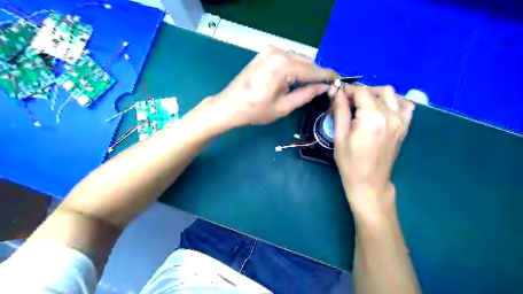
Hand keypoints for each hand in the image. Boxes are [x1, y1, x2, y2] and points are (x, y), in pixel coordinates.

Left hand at [201, 46, 332, 127]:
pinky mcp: (265, 53)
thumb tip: (324, 87)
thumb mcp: (284, 106)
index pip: (313, 70)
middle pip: (306, 61)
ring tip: (312, 85)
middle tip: (325, 87)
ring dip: (306, 70)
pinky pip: (287, 57)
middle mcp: (278, 52)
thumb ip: (306, 94)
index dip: (327, 76)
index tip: (339, 81)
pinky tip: (296, 78)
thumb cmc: (256, 110)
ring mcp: (270, 50)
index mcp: (283, 65)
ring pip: (297, 58)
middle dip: (317, 73)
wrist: (230, 105)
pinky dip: (295, 67)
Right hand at [332, 86, 414, 216]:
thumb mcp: (340, 136)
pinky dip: (393, 101)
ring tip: (363, 105)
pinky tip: (382, 108)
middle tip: (347, 102)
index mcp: (372, 118)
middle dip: (359, 92)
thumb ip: (340, 111)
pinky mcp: (405, 127)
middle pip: (375, 91)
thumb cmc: (350, 162)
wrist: (370, 182)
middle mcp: (390, 115)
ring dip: (375, 94)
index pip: (361, 92)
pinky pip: (405, 105)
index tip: (338, 94)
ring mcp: (401, 121)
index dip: (348, 90)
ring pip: (390, 94)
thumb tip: (336, 92)